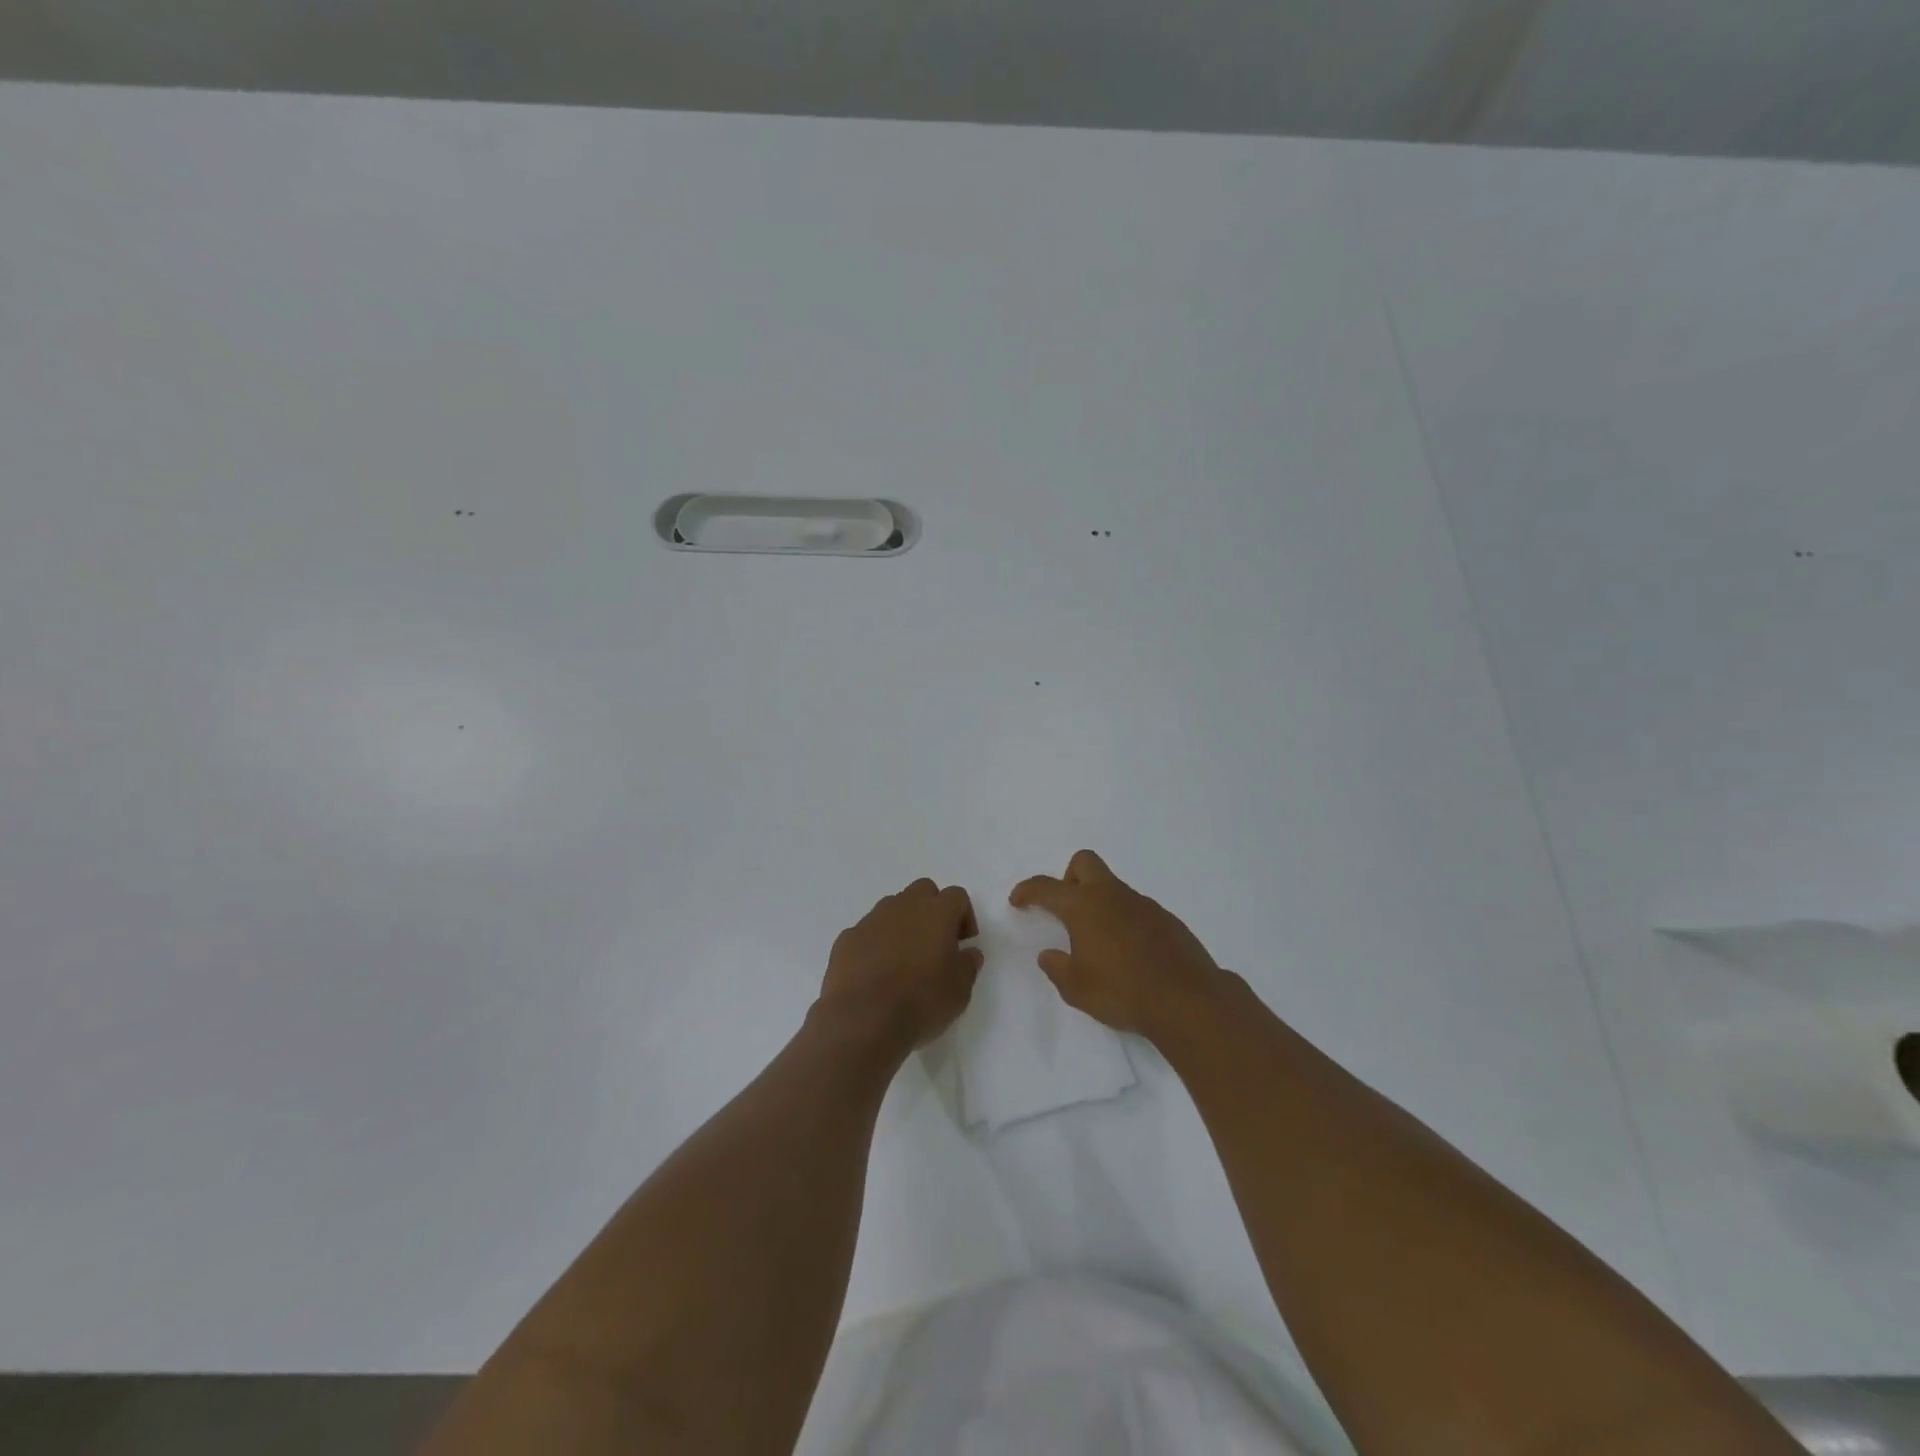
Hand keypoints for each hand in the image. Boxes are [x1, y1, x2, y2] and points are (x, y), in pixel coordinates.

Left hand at [819, 879, 982, 1051]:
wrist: (864, 1019)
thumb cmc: (921, 1001)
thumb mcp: (960, 990)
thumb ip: (968, 965)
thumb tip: (969, 953)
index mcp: (937, 912)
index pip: (957, 896)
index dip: (964, 916)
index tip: (964, 943)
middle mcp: (903, 906)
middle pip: (923, 890)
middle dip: (932, 909)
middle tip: (936, 943)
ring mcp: (871, 920)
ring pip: (892, 908)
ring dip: (902, 924)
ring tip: (904, 959)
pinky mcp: (846, 938)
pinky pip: (867, 932)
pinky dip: (875, 944)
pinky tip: (876, 972)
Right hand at [1010, 850, 1227, 1038]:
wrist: (1187, 1000)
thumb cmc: (1122, 992)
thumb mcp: (1076, 988)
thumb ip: (1057, 968)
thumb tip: (1049, 955)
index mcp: (1084, 907)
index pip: (1046, 887)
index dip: (1027, 890)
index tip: (1017, 900)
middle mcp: (1112, 896)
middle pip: (1084, 863)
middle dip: (1068, 878)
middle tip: (1065, 910)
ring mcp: (1143, 904)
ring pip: (1112, 887)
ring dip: (1099, 903)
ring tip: (1099, 942)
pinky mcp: (1166, 919)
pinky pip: (1135, 908)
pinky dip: (1124, 920)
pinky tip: (1129, 953)